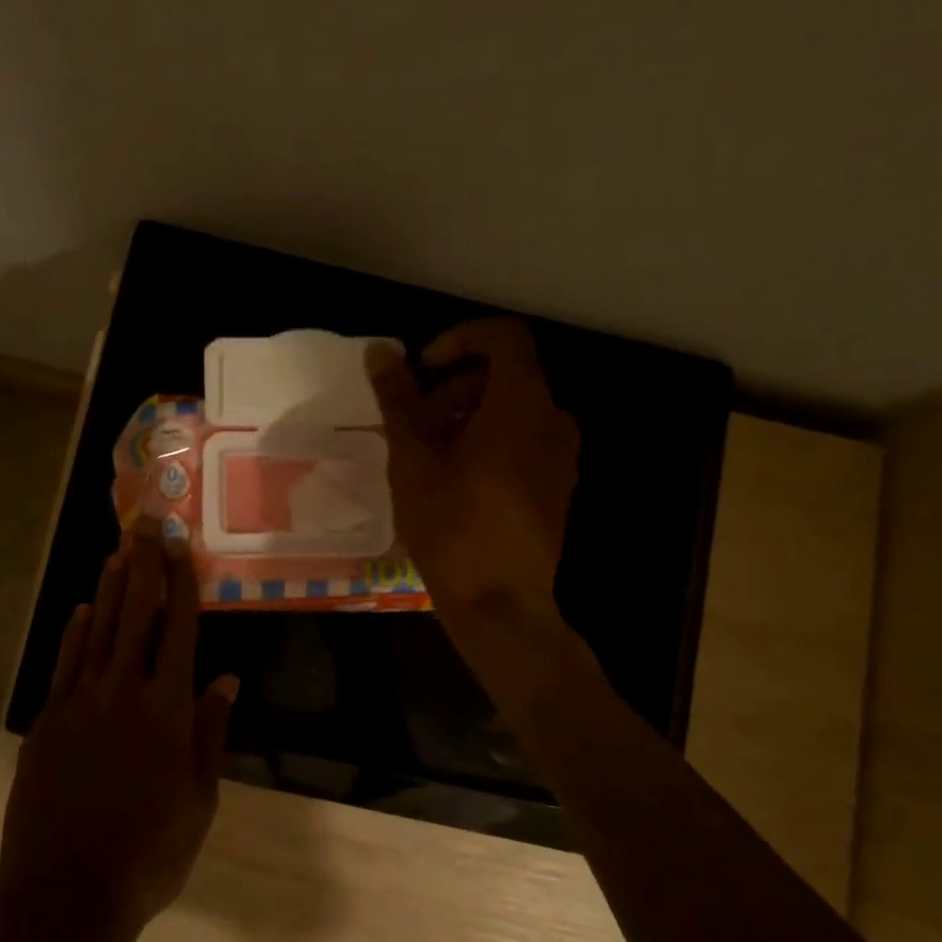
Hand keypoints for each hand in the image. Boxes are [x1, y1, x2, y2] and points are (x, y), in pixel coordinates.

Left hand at [0, 518, 238, 941]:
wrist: (67, 894)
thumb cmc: (149, 853)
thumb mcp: (199, 800)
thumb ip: (211, 733)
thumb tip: (227, 680)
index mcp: (168, 710)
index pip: (179, 629)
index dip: (181, 582)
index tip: (180, 545)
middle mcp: (124, 693)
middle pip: (136, 616)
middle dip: (144, 567)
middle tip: (146, 526)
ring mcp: (81, 704)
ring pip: (99, 632)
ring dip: (110, 589)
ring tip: (118, 551)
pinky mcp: (49, 722)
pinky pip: (66, 665)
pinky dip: (76, 633)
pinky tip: (83, 610)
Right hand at [367, 318, 578, 628]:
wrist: (500, 604)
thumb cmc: (452, 526)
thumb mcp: (414, 459)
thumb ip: (398, 400)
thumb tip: (380, 351)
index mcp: (523, 405)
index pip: (505, 338)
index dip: (461, 339)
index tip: (424, 369)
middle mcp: (553, 421)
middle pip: (507, 375)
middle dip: (456, 386)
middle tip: (414, 421)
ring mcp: (561, 456)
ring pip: (513, 411)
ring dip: (467, 416)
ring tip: (426, 454)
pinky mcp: (557, 486)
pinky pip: (523, 441)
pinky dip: (488, 441)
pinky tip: (452, 479)